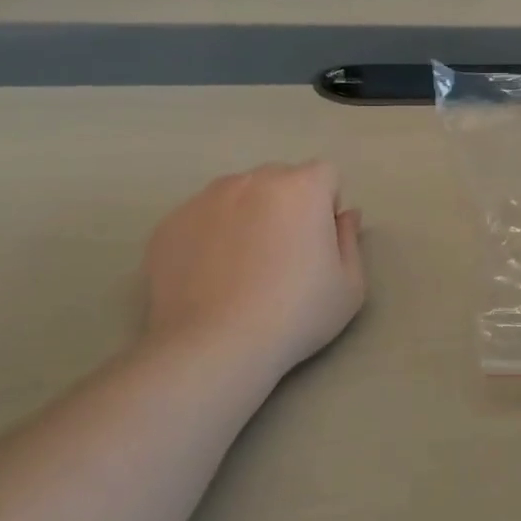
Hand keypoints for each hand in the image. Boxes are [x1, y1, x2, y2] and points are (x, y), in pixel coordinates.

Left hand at [140, 162, 365, 379]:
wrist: (213, 346)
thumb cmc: (295, 315)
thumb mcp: (349, 287)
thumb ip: (350, 240)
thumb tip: (345, 215)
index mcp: (301, 188)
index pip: (325, 174)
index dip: (327, 205)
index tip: (319, 242)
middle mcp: (252, 180)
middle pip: (279, 179)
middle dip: (287, 206)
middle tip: (283, 255)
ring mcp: (205, 199)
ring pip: (237, 195)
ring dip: (247, 216)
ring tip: (241, 267)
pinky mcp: (170, 223)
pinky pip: (201, 218)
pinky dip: (210, 236)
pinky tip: (210, 277)